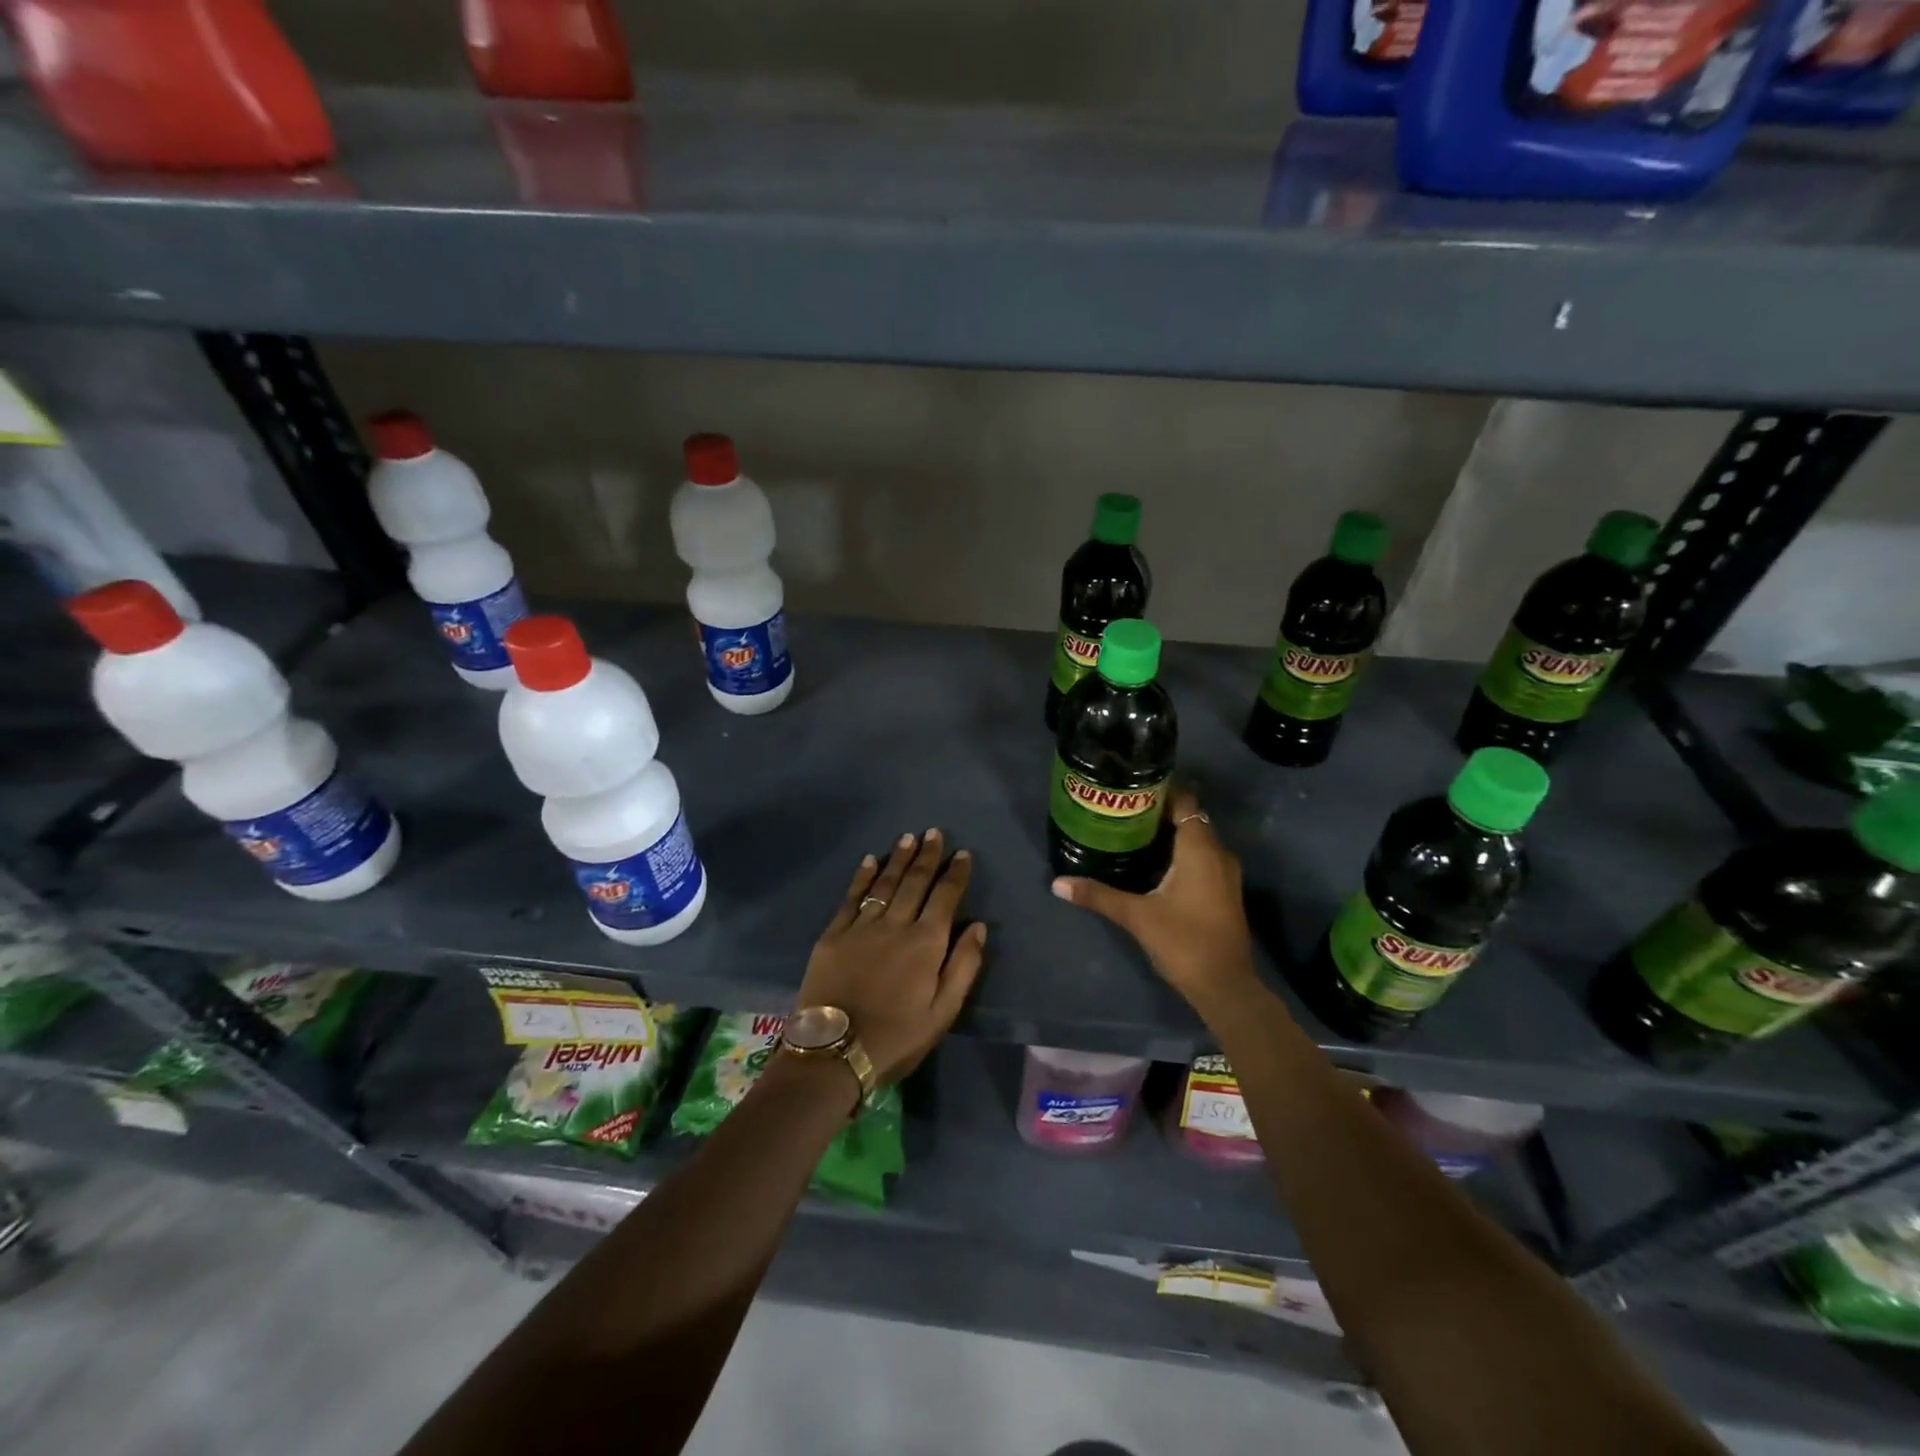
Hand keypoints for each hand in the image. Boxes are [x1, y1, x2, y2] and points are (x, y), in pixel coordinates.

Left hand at [796, 829, 987, 1085]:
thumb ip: (964, 966)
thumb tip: (978, 926)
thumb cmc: (897, 1037)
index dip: (955, 874)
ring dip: (898, 859)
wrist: (834, 1053)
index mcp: (926, 943)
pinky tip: (870, 860)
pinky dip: (862, 877)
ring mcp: (861, 927)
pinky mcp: (833, 935)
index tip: (962, 854)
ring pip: (884, 884)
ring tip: (908, 838)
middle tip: (934, 833)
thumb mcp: (943, 1012)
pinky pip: (851, 898)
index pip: (945, 898)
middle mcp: (896, 925)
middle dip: (927, 856)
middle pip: (915, 882)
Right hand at [1051, 788, 1257, 1009]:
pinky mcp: (1224, 891)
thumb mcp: (1136, 916)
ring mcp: (1225, 873)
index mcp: (1200, 848)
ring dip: (1169, 835)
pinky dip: (1180, 854)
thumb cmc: (1183, 941)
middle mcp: (1218, 853)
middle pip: (1189, 818)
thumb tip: (1057, 883)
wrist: (1225, 986)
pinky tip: (1152, 864)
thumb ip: (1098, 895)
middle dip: (1159, 812)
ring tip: (1131, 833)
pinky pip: (1201, 858)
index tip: (1130, 788)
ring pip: (1196, 840)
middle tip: (1122, 811)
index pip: (1184, 800)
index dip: (1160, 790)